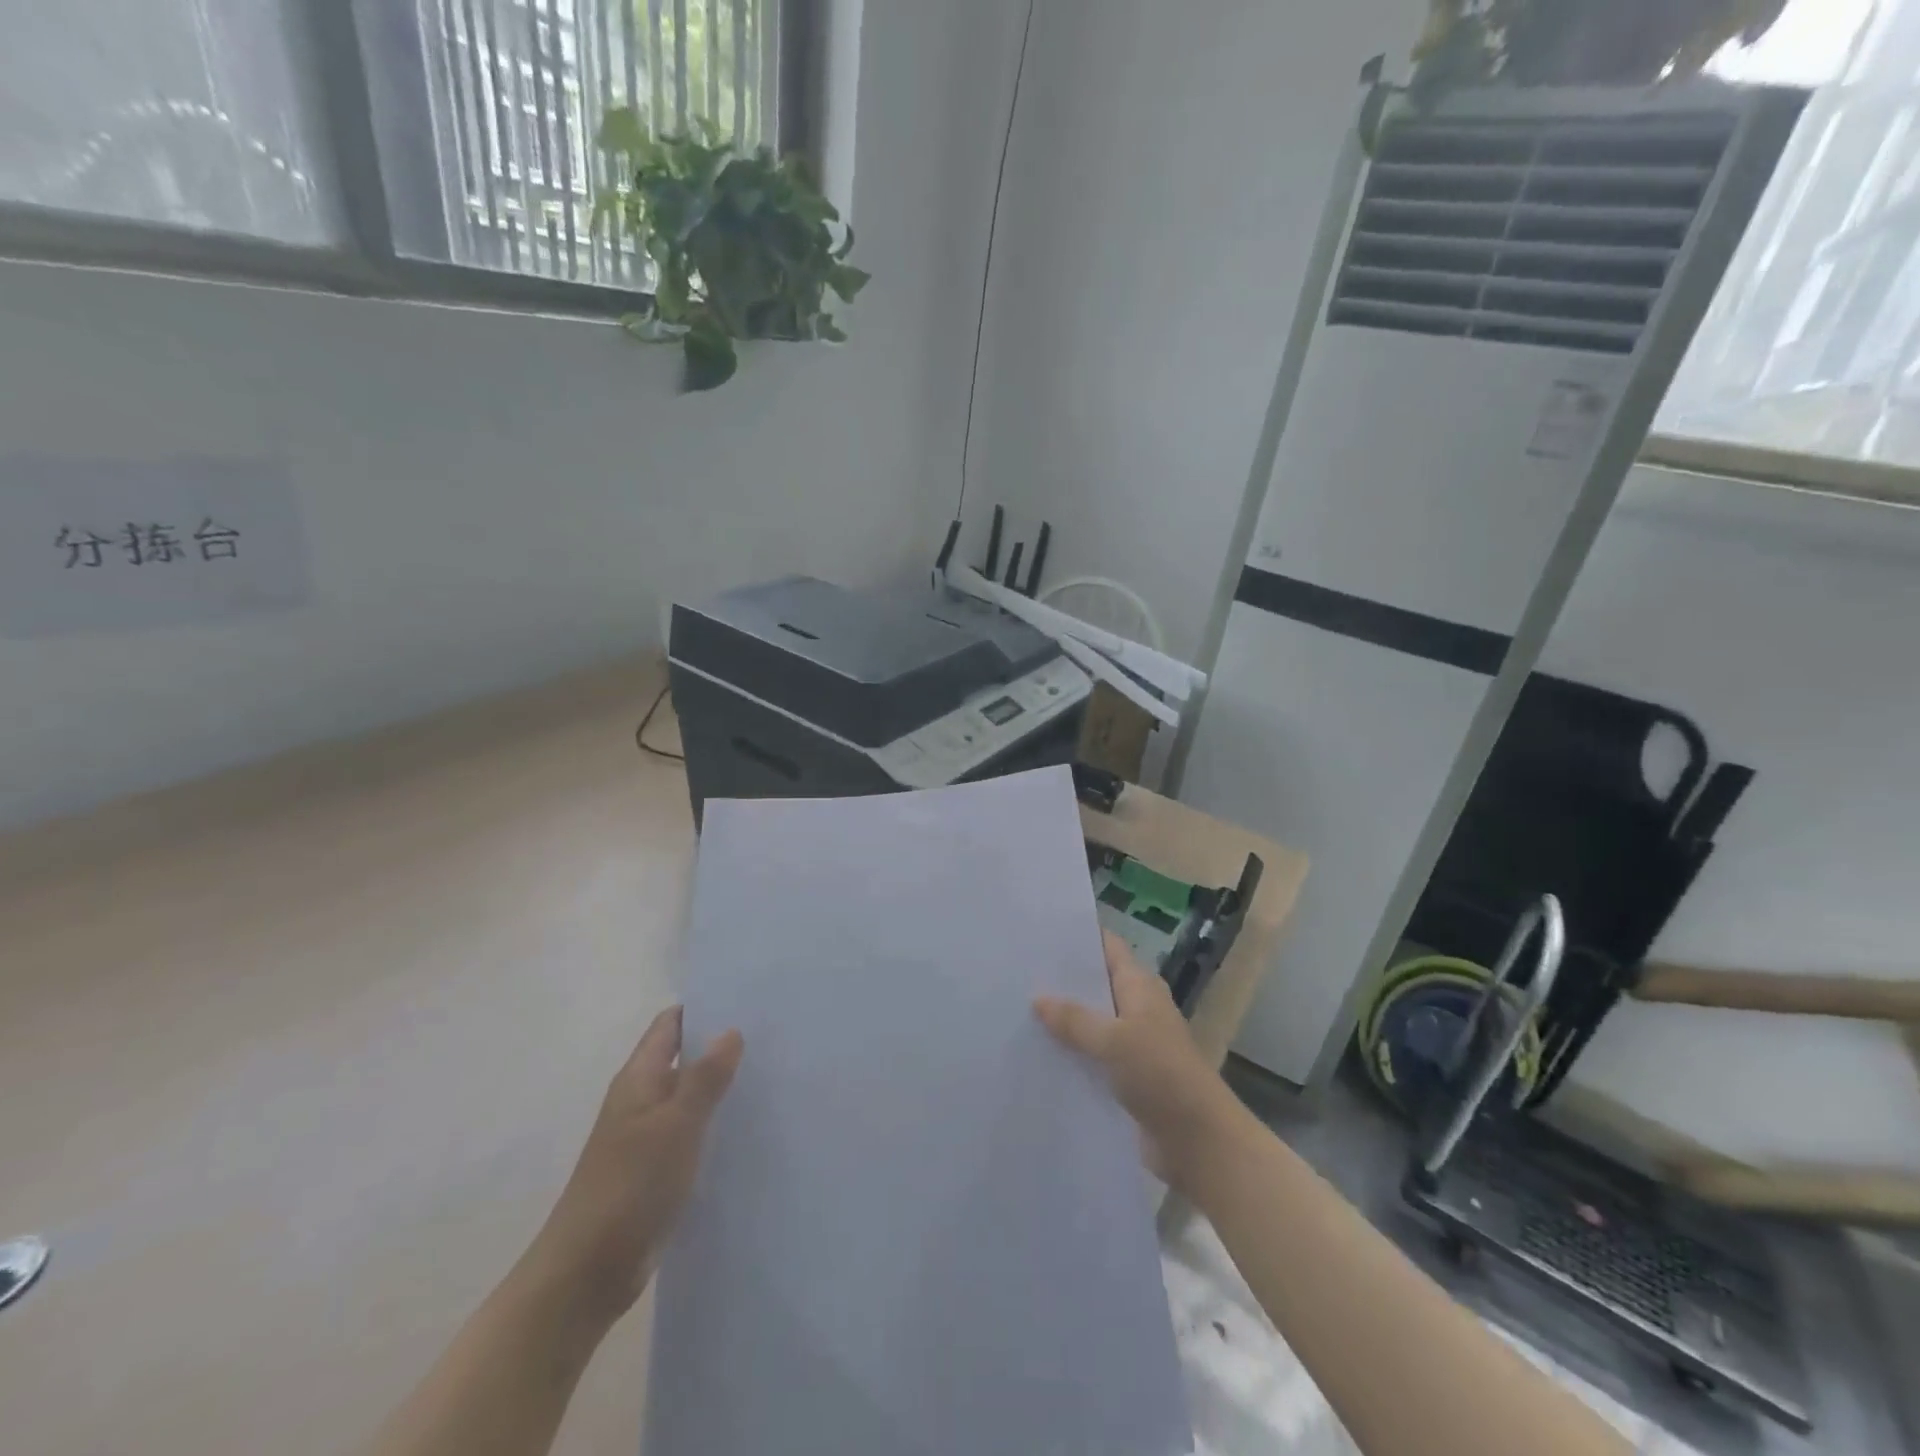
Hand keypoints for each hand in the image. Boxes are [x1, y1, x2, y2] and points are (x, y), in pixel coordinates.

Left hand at [523, 1007, 742, 1329]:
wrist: (586, 1273)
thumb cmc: (630, 1187)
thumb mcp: (675, 1126)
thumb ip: (705, 1078)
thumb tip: (731, 1030)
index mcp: (639, 1079)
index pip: (670, 1025)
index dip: (703, 1008)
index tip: (746, 999)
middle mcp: (641, 1100)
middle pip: (683, 1057)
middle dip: (720, 1045)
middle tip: (772, 1035)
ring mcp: (647, 1137)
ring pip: (690, 1097)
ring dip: (721, 1086)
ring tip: (772, 1075)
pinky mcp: (656, 1171)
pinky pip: (691, 1132)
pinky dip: (715, 1124)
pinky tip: (749, 1128)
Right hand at [1035, 932, 1247, 1194]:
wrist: (1198, 1142)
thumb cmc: (1162, 1075)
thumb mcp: (1114, 1040)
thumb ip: (1075, 1019)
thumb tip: (1037, 998)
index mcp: (1140, 986)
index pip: (1108, 947)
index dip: (1079, 936)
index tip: (1040, 931)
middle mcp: (1136, 1008)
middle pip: (1095, 984)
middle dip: (1061, 980)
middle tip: (1016, 970)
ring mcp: (1131, 1044)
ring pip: (1090, 1023)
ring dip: (1062, 1020)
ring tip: (1014, 1009)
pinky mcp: (1125, 1078)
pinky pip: (1090, 1057)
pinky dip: (1069, 1054)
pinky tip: (1034, 1053)